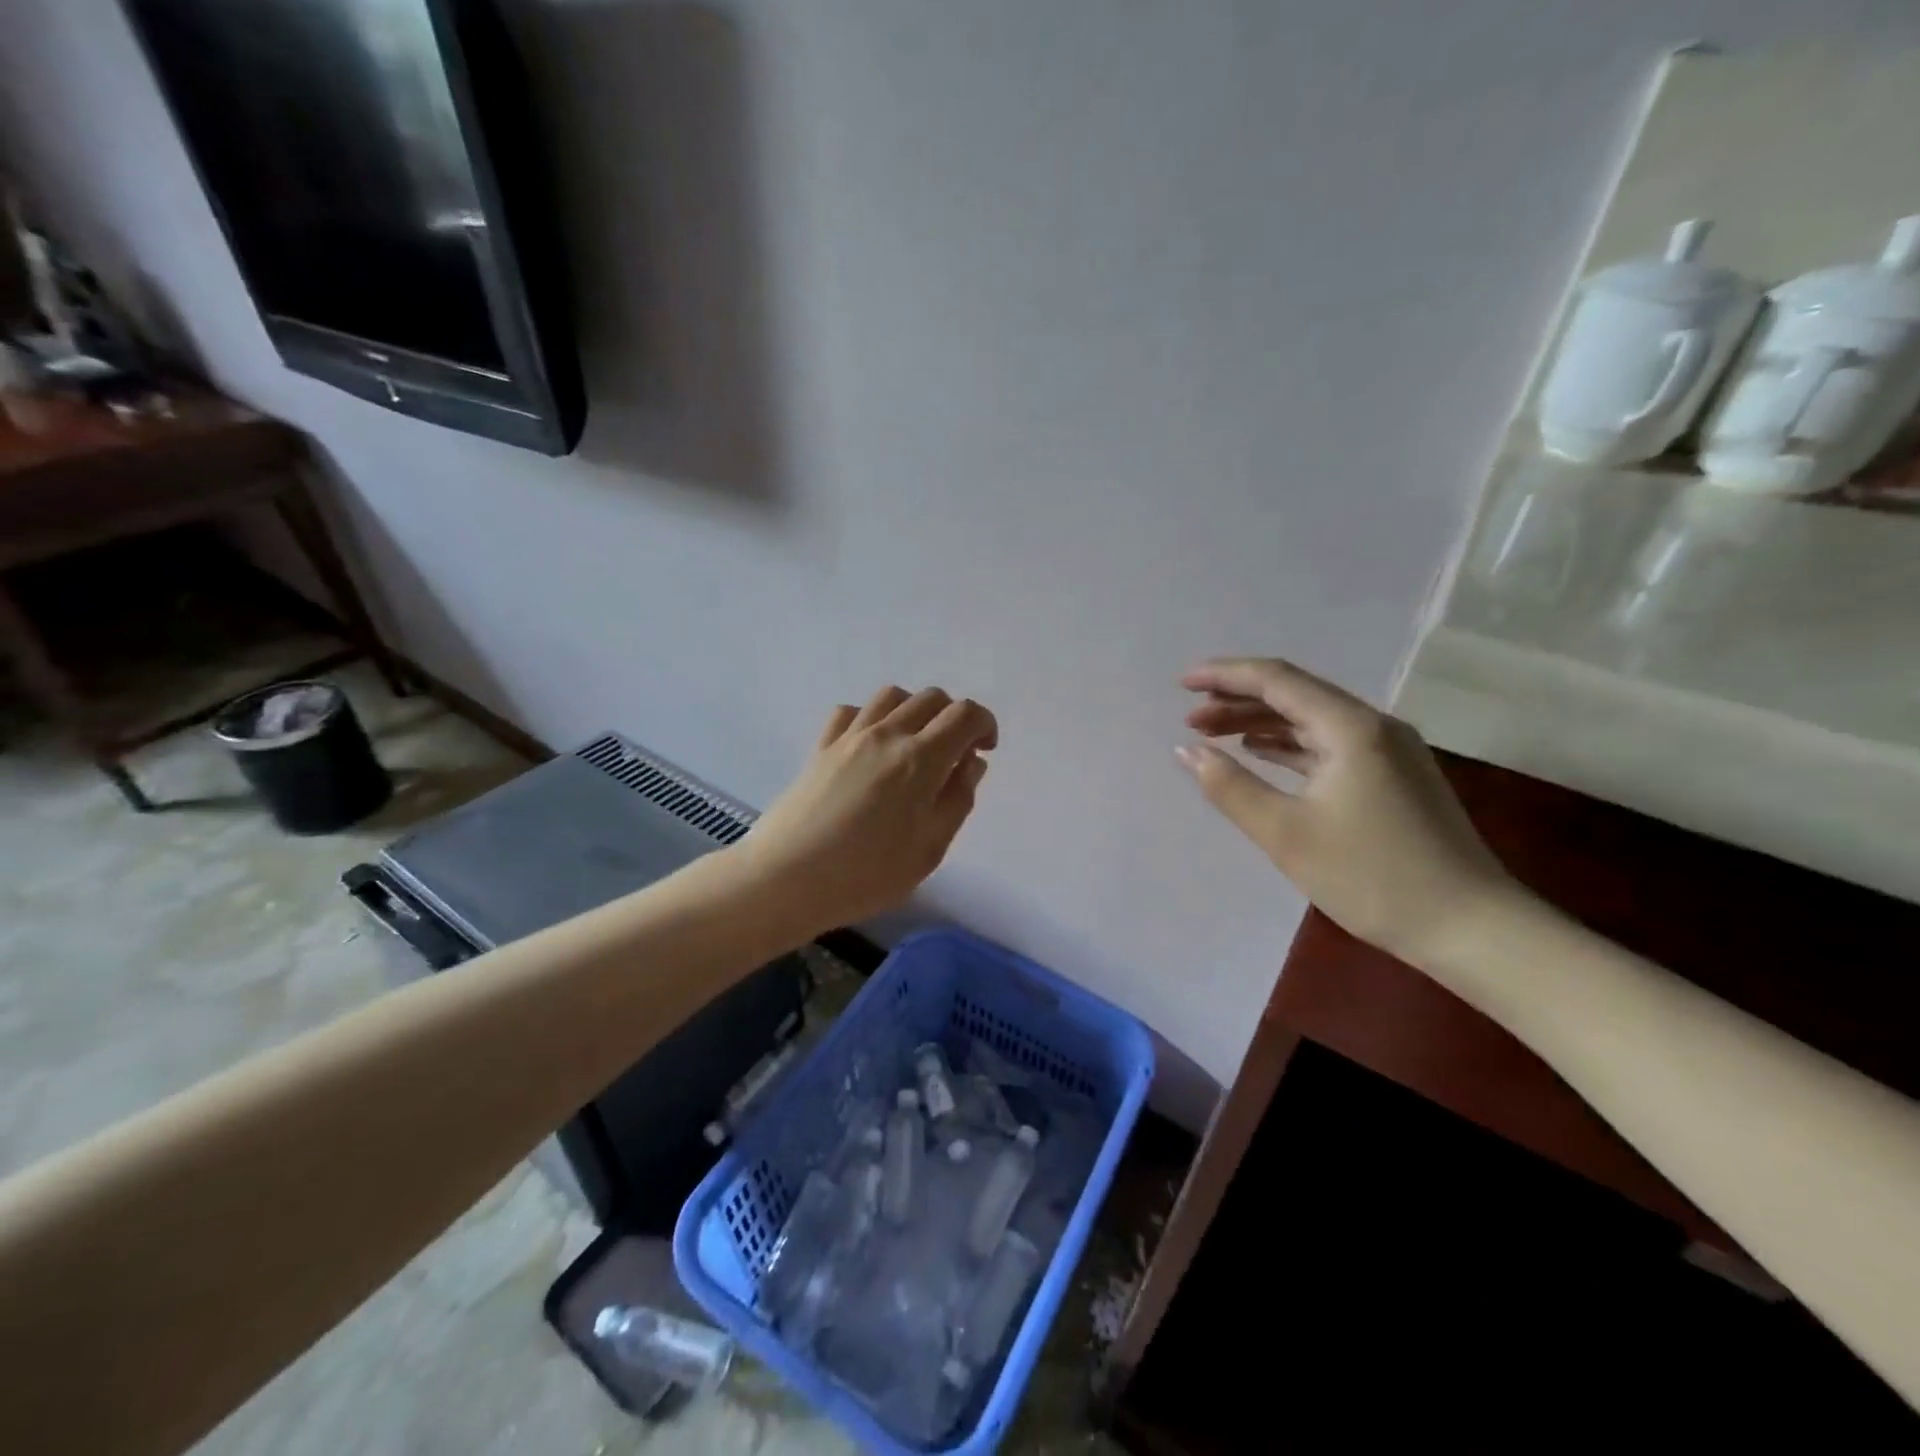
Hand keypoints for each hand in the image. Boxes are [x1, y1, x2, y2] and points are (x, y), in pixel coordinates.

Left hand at [738, 686, 997, 933]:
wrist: (785, 879)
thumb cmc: (866, 874)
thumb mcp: (929, 849)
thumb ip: (957, 800)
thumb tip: (970, 763)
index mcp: (920, 759)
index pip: (964, 715)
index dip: (984, 724)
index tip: (984, 750)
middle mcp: (887, 735)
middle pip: (931, 698)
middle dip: (953, 717)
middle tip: (955, 753)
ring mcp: (849, 736)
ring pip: (892, 696)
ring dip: (914, 710)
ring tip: (915, 744)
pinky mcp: (821, 746)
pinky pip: (851, 711)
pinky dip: (871, 717)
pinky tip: (871, 745)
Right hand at [1177, 657, 1522, 966]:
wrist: (1470, 926)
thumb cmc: (1371, 877)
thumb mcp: (1286, 834)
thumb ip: (1230, 787)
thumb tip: (1186, 751)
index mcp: (1350, 728)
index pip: (1277, 680)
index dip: (1225, 676)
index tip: (1182, 683)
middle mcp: (1373, 726)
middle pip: (1295, 695)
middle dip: (1237, 701)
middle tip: (1190, 718)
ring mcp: (1389, 751)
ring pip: (1311, 721)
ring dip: (1260, 723)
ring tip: (1213, 734)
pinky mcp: (1393, 777)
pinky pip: (1329, 744)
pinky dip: (1289, 745)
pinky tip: (1262, 754)